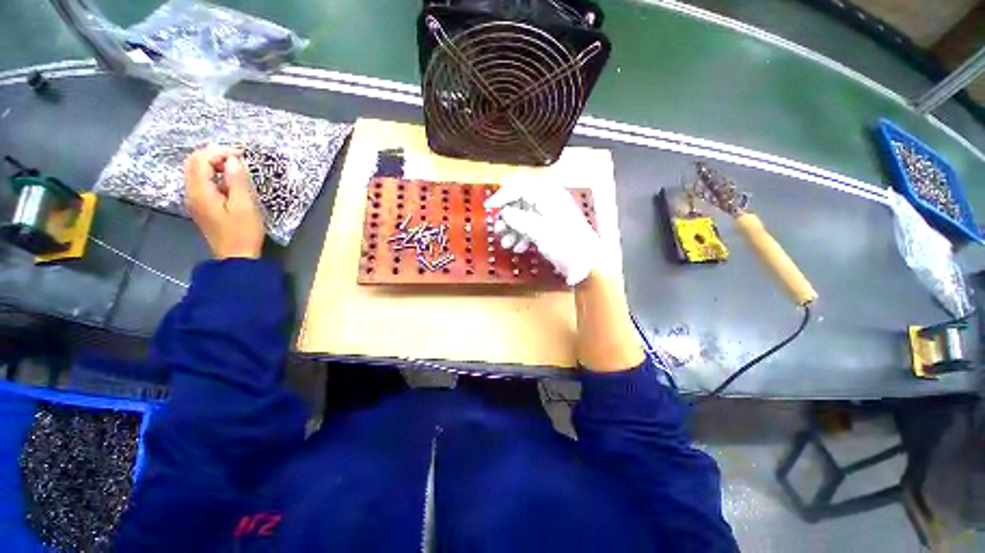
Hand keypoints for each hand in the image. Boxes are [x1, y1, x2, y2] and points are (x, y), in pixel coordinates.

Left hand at [185, 146, 264, 259]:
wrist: (236, 256)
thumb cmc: (243, 232)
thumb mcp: (245, 206)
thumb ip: (237, 181)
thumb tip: (233, 160)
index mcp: (200, 191)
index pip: (200, 160)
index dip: (219, 152)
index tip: (241, 154)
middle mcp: (191, 192)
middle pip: (193, 162)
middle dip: (214, 154)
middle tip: (237, 158)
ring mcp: (194, 198)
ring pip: (195, 170)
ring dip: (213, 163)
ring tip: (235, 167)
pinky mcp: (200, 204)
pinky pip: (200, 180)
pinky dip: (212, 173)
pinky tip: (229, 180)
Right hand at [485, 178, 602, 285]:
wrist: (587, 264)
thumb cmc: (566, 244)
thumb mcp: (539, 230)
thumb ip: (519, 219)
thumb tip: (504, 212)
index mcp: (548, 194)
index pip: (519, 187)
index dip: (502, 196)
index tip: (489, 207)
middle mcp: (548, 201)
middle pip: (520, 202)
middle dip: (507, 217)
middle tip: (498, 231)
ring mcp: (550, 215)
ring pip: (524, 217)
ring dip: (513, 229)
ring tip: (507, 244)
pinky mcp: (551, 229)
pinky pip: (531, 227)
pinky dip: (523, 236)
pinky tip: (519, 248)